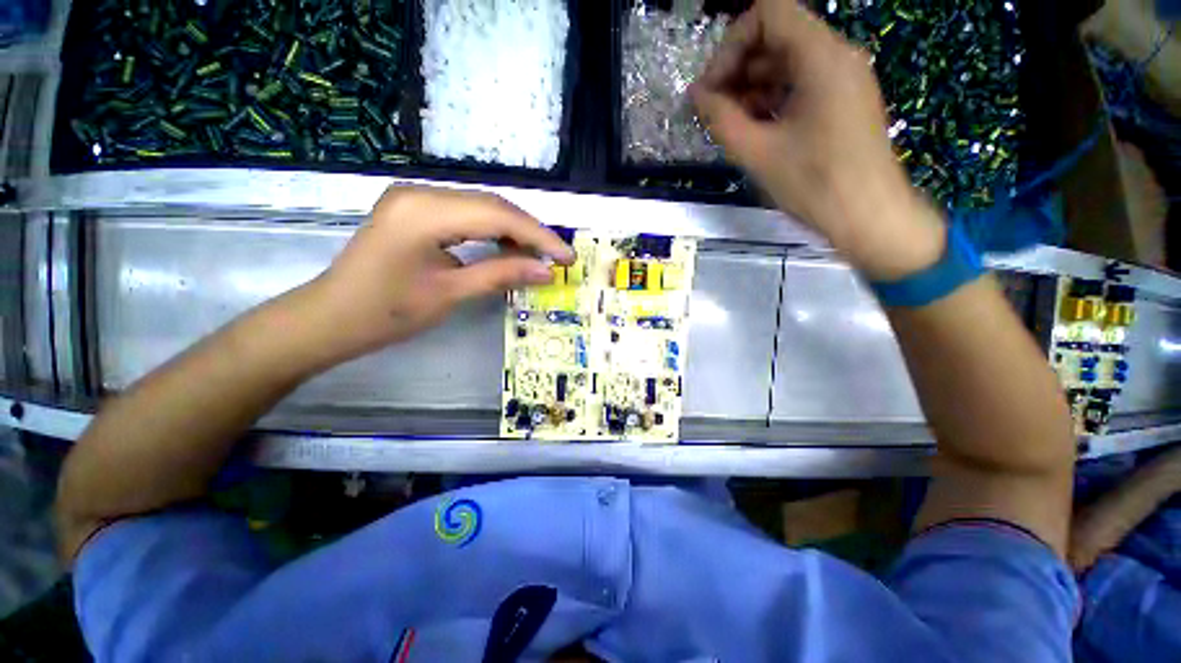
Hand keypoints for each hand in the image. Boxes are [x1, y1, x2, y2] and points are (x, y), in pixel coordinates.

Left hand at [293, 186, 573, 366]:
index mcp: (424, 212)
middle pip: (492, 205)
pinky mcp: (416, 210)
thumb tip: (547, 271)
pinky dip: (493, 232)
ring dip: (514, 232)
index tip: (568, 256)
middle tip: (558, 257)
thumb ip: (501, 275)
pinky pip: (466, 215)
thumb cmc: (386, 313)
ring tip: (539, 256)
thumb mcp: (449, 294)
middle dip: (530, 232)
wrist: (331, 318)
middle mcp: (421, 193)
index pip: (498, 215)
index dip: (538, 236)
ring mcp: (416, 199)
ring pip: (482, 208)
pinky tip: (509, 249)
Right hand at [690, 0, 944, 279]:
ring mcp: (843, 78)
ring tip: (729, 124)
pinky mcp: (842, 101)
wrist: (869, 217)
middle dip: (738, 68)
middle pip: (776, 37)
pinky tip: (754, 129)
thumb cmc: (814, 185)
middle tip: (713, 110)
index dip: (731, 44)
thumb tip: (697, 95)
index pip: (768, 13)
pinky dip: (772, 100)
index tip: (712, 88)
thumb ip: (721, 118)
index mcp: (821, 57)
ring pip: (787, 62)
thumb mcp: (758, 152)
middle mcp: (837, 55)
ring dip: (751, 87)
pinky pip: (800, 84)